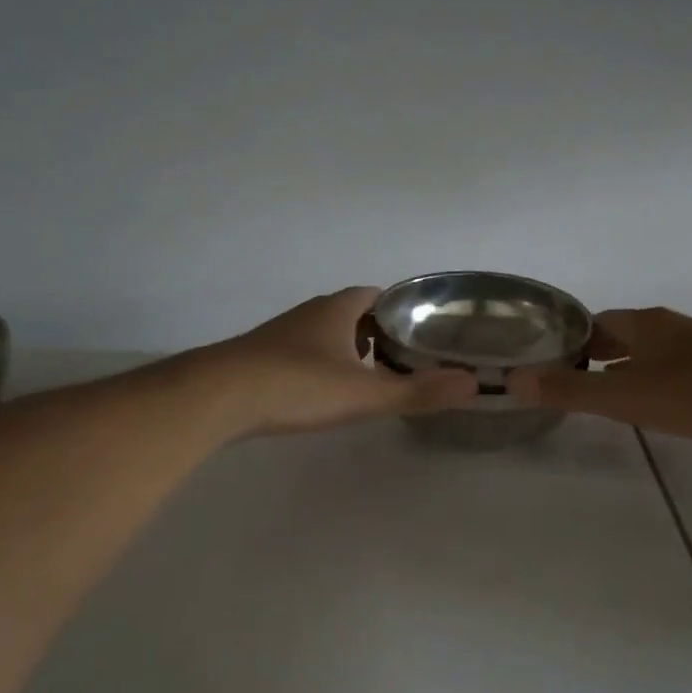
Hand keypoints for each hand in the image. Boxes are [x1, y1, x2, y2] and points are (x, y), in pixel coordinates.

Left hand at [200, 286, 478, 435]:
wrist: (218, 397)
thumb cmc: (297, 386)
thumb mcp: (364, 393)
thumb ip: (417, 391)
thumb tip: (473, 384)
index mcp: (337, 309)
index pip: (378, 295)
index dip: (403, 309)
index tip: (424, 330)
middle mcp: (310, 313)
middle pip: (353, 313)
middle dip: (379, 331)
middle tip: (406, 358)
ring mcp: (282, 334)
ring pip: (326, 333)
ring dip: (349, 348)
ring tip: (372, 376)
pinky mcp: (262, 357)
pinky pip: (303, 352)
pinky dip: (323, 364)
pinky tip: (326, 390)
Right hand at [509, 307, 691, 444]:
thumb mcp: (624, 396)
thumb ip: (570, 390)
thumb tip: (514, 379)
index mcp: (642, 323)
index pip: (594, 322)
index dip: (570, 339)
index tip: (550, 360)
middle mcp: (669, 325)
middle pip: (623, 333)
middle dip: (598, 352)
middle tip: (574, 378)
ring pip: (652, 350)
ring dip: (628, 365)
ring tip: (609, 392)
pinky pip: (678, 366)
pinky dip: (657, 378)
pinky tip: (659, 401)